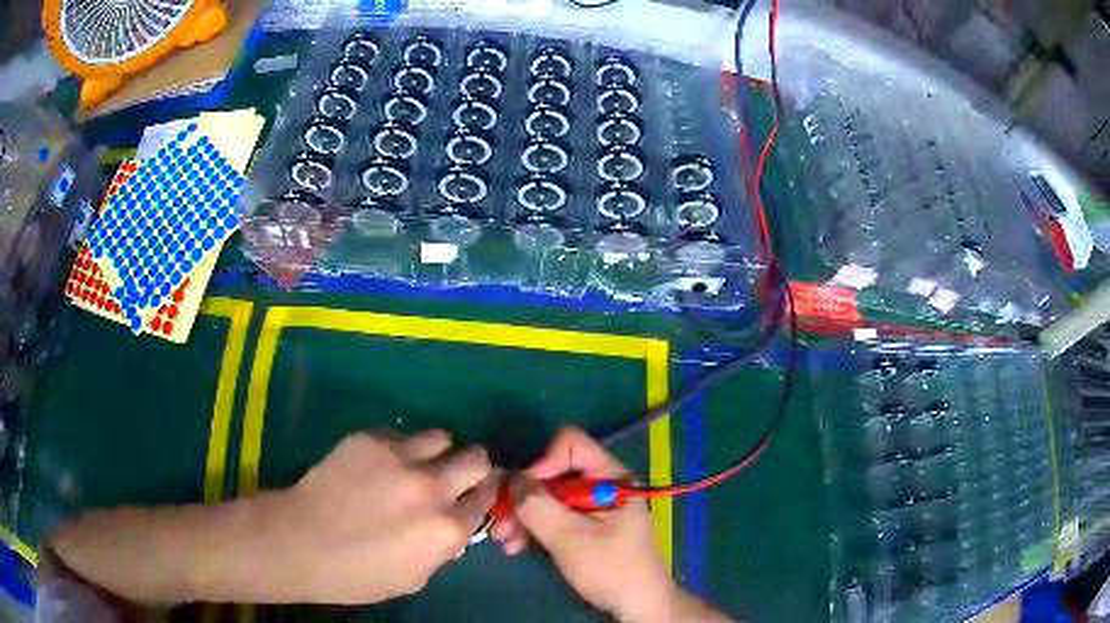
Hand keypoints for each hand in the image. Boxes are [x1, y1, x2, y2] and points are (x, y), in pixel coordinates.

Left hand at [269, 430, 498, 603]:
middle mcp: (431, 488)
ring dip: (436, 453)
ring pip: (442, 437)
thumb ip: (443, 549)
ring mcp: (399, 458)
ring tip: (416, 466)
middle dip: (471, 469)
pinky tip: (378, 466)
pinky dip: (400, 450)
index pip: (486, 500)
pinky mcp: (369, 439)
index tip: (471, 499)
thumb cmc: (357, 574)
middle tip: (452, 478)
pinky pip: (400, 436)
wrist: (299, 542)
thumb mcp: (414, 578)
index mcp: (446, 530)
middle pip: (477, 459)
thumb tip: (455, 526)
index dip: (480, 500)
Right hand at [492, 428, 678, 621]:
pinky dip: (534, 529)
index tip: (524, 494)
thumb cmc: (611, 569)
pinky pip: (554, 516)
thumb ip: (539, 506)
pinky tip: (516, 546)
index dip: (543, 463)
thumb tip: (511, 479)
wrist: (637, 606)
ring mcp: (593, 506)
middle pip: (553, 474)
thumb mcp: (571, 538)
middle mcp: (602, 484)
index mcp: (611, 477)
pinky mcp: (585, 526)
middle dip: (524, 498)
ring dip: (524, 517)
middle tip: (500, 523)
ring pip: (549, 497)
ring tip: (504, 541)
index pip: (571, 445)